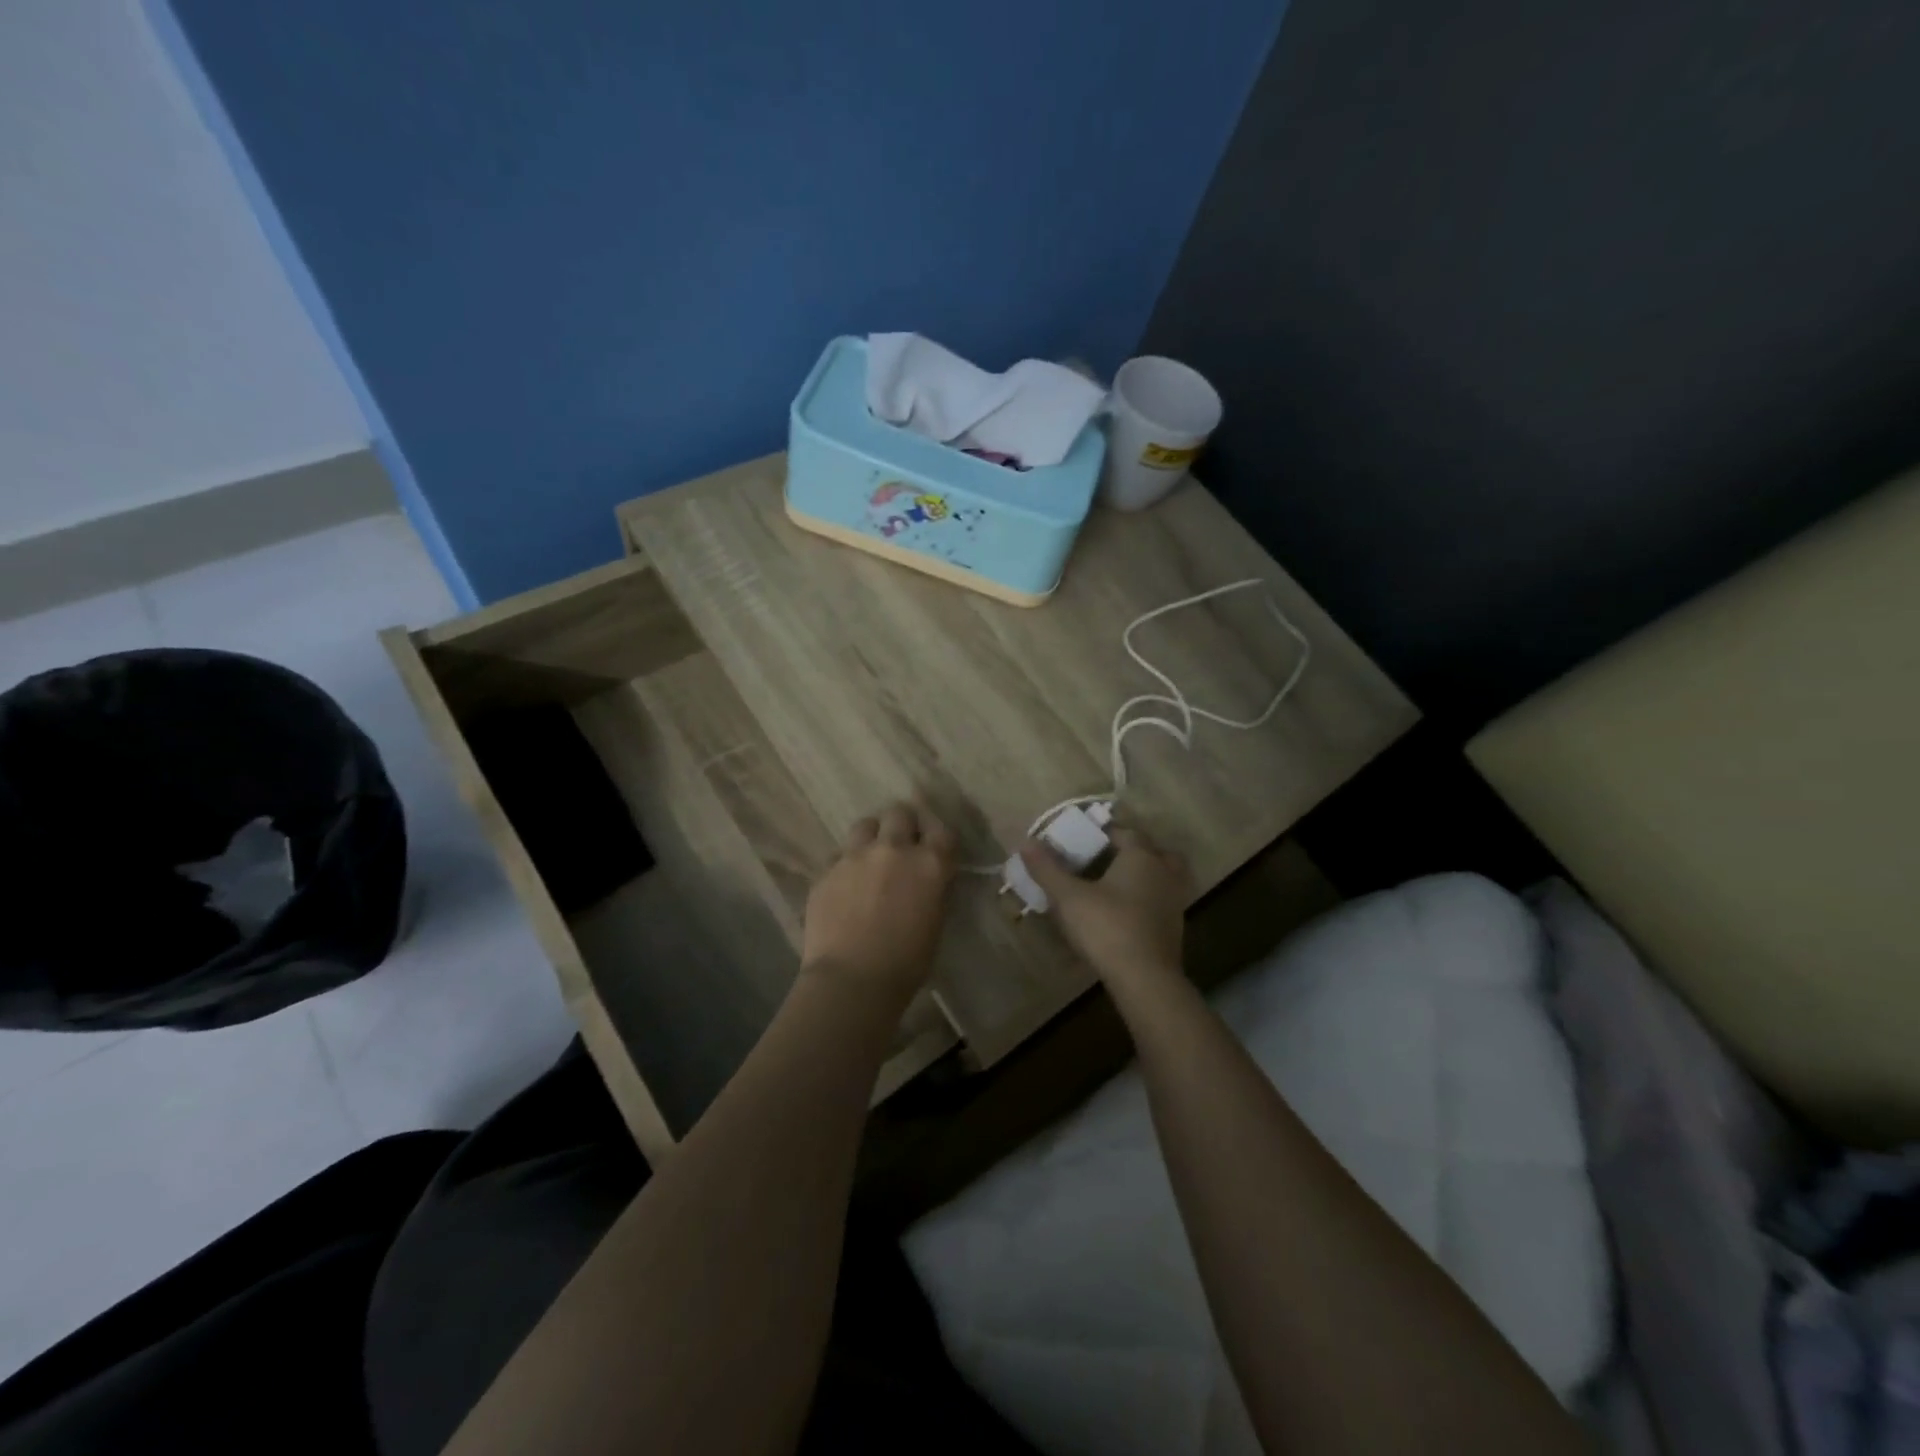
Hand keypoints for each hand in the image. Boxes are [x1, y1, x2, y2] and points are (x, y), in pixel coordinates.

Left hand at [801, 801, 954, 1000]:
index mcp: (929, 863)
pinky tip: (845, 887)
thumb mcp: (935, 921)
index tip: (933, 847)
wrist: (852, 980)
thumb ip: (932, 889)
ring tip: (870, 859)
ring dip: (872, 837)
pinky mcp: (826, 870)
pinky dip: (845, 865)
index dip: (937, 837)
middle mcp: (893, 849)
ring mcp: (855, 856)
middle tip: (901, 846)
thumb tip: (926, 879)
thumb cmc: (906, 963)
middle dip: (903, 825)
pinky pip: (839, 856)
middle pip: (900, 813)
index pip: (942, 830)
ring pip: (865, 825)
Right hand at [1019, 825, 1190, 986]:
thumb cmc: (1106, 927)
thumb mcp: (1068, 897)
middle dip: (1131, 852)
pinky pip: (1161, 902)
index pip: (1124, 832)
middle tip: (1104, 861)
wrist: (1145, 979)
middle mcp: (1164, 873)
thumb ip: (1047, 869)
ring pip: (1162, 877)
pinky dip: (1147, 901)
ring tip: (1114, 887)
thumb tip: (1026, 842)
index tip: (1081, 842)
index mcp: (1141, 856)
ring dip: (1143, 877)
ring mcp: (1174, 901)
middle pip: (1151, 851)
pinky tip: (1124, 914)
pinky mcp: (1175, 928)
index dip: (1102, 834)